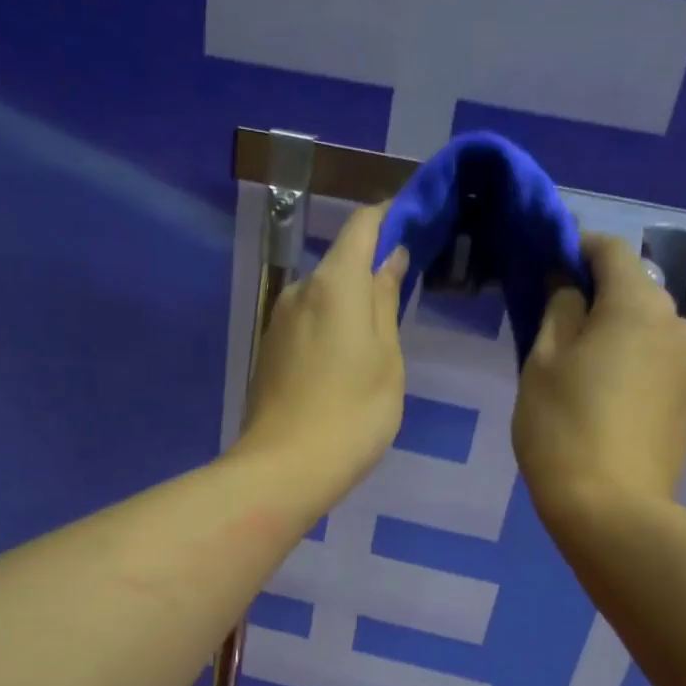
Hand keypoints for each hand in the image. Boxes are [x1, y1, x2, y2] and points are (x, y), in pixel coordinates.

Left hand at [234, 203, 406, 512]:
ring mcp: (278, 321)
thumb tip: (388, 257)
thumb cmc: (353, 414)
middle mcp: (300, 290)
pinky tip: (343, 369)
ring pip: (323, 297)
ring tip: (375, 348)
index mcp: (335, 283)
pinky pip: (307, 324)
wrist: (284, 469)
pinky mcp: (269, 351)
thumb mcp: (387, 358)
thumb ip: (386, 301)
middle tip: (403, 303)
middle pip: (341, 263)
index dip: (390, 216)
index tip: (416, 224)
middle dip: (371, 272)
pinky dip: (329, 331)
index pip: (362, 225)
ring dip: (349, 307)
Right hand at [512, 233, 685, 521]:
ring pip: (648, 332)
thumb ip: (559, 310)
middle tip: (557, 326)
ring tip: (582, 372)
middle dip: (597, 297)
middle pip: (634, 292)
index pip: (611, 250)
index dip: (578, 247)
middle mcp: (677, 325)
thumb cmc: (563, 428)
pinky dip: (634, 368)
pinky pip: (658, 367)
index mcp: (638, 305)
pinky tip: (608, 403)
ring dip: (617, 336)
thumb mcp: (542, 363)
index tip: (550, 261)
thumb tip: (570, 286)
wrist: (612, 510)